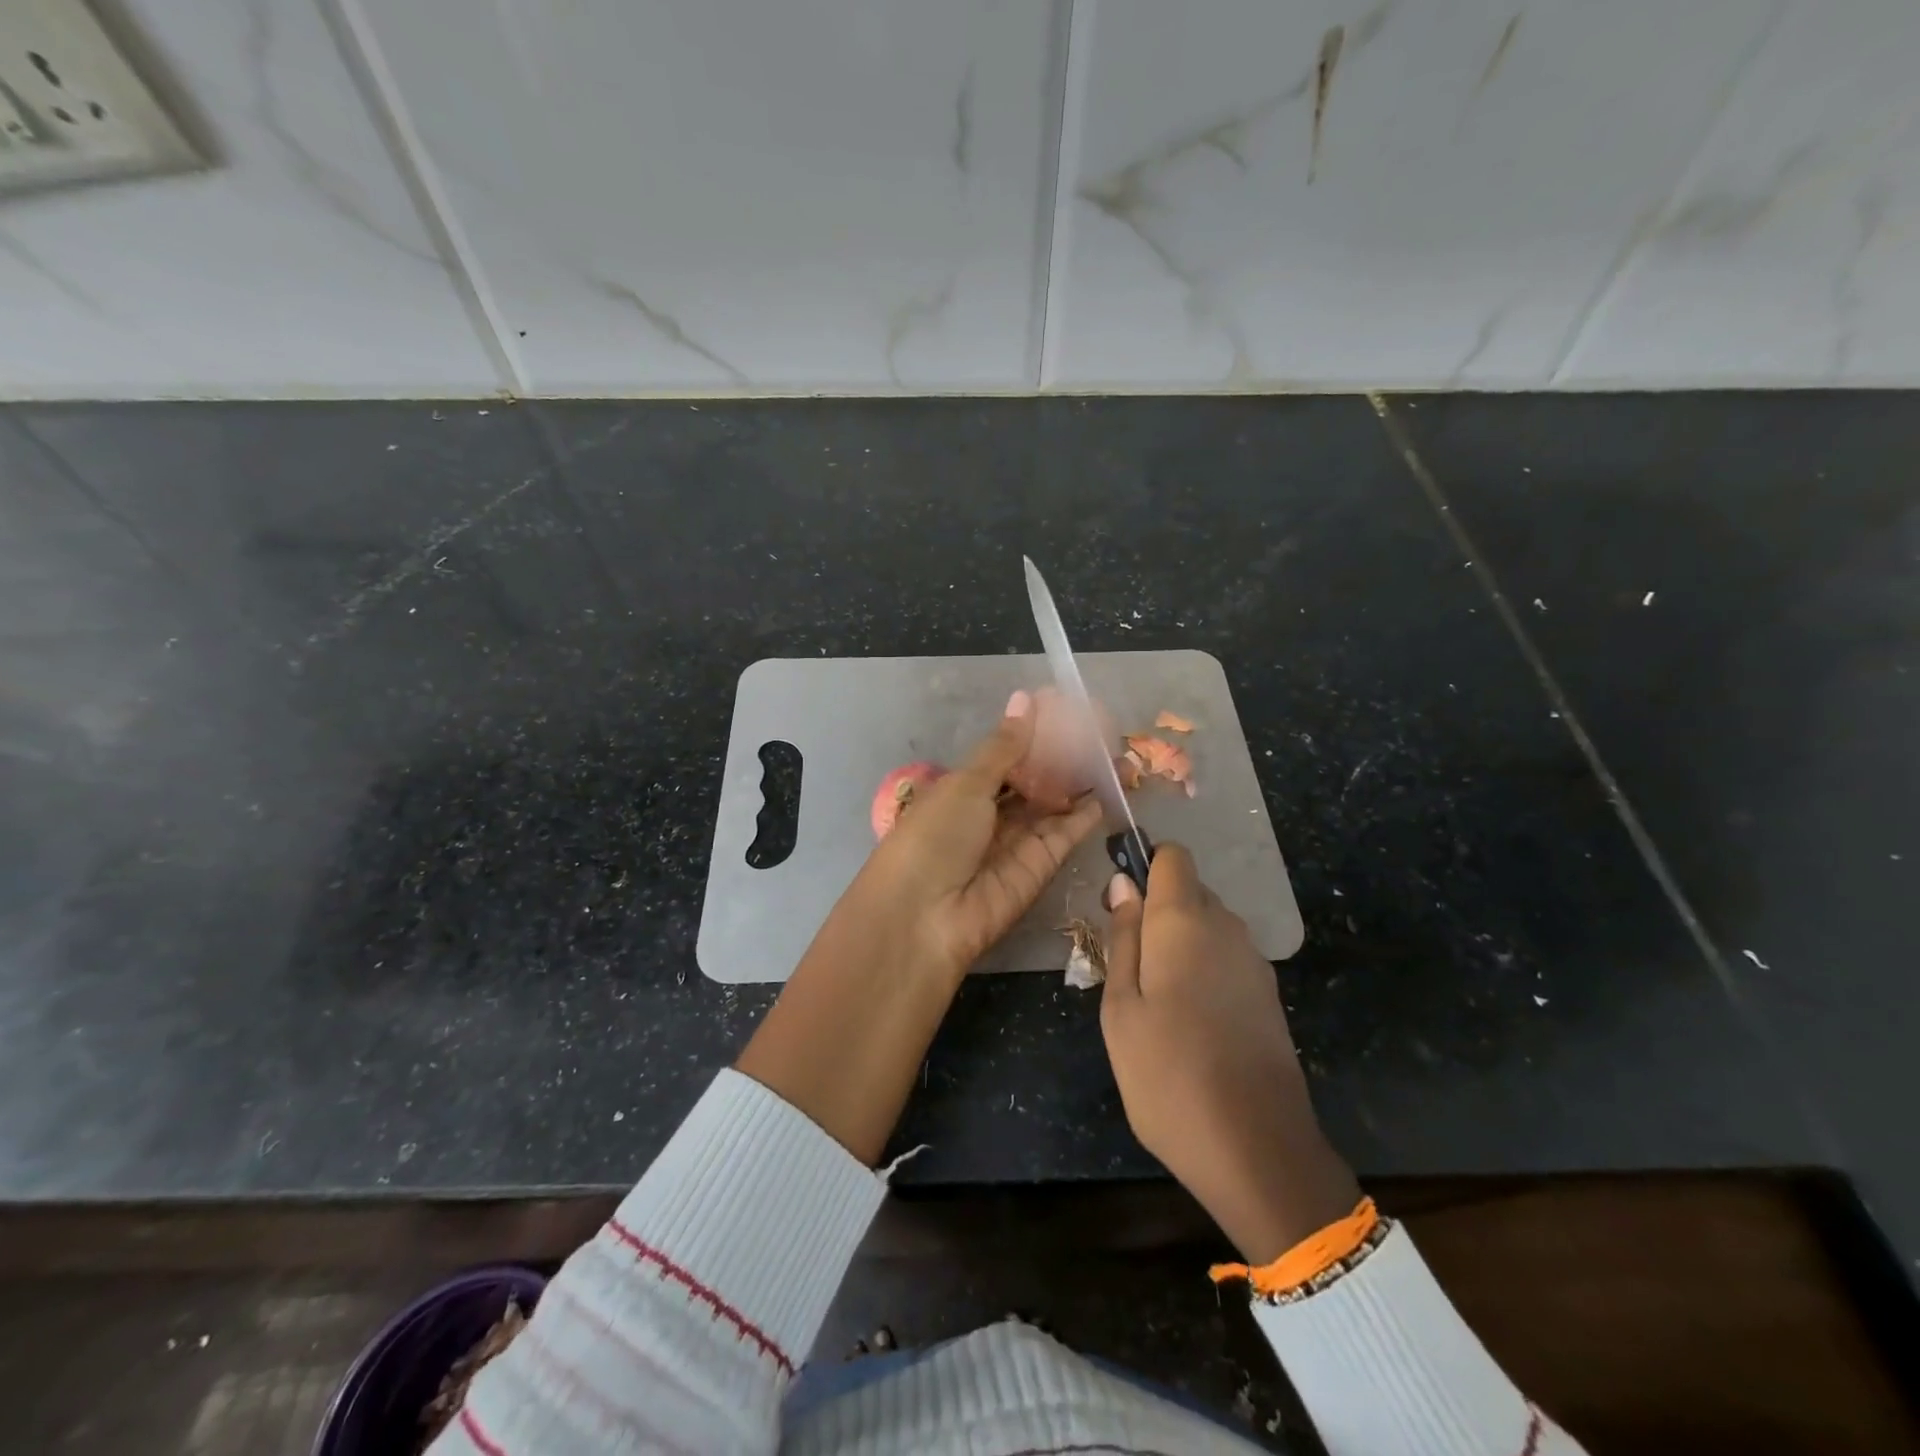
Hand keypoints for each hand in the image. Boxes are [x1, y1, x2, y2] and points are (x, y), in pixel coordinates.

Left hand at [846, 690, 1103, 984]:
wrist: (924, 918)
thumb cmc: (934, 836)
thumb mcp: (966, 783)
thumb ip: (1004, 747)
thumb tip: (1026, 698)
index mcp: (962, 789)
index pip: (1005, 757)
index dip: (1034, 736)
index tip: (1068, 711)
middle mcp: (990, 814)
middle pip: (1033, 781)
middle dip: (1064, 759)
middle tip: (1102, 731)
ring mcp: (1015, 842)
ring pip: (1053, 805)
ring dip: (1081, 781)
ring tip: (1116, 752)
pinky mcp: (1039, 868)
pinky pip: (1065, 833)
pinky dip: (1086, 811)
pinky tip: (1110, 785)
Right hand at [1101, 844, 1358, 1263]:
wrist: (1258, 1150)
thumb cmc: (1169, 1074)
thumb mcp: (1121, 1007)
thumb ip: (1123, 938)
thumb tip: (1124, 884)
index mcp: (1185, 920)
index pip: (1172, 857)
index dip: (1143, 867)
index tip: (1119, 906)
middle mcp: (1227, 927)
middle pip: (1188, 891)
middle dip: (1156, 913)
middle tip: (1128, 968)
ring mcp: (1254, 962)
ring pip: (1208, 927)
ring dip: (1179, 944)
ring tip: (1155, 1003)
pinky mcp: (1269, 996)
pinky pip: (1226, 959)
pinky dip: (1203, 970)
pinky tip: (1190, 1023)